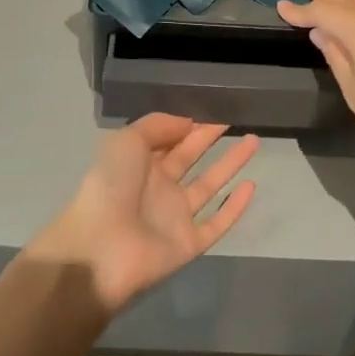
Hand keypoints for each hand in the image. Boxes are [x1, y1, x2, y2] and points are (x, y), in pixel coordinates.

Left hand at [32, 115, 258, 314]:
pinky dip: (234, 207)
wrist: (101, 248)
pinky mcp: (189, 243)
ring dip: (231, 164)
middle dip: (210, 138)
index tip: (212, 108)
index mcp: (139, 163)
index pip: (169, 139)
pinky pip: (217, 222)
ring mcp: (175, 216)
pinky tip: (251, 186)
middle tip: (235, 119)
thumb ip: (158, 126)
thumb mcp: (127, 140)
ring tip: (253, 141)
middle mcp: (159, 187)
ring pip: (209, 185)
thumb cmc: (110, 186)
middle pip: (190, 157)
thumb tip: (189, 122)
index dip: (188, 124)